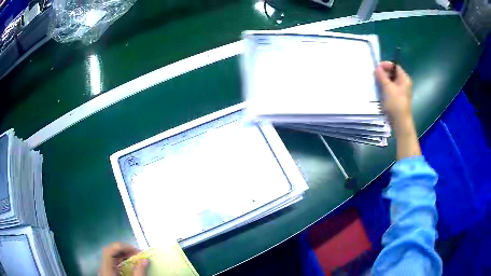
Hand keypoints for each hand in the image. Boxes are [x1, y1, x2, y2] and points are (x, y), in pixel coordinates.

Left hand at [100, 242, 147, 275]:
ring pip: (110, 257)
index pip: (109, 250)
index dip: (122, 247)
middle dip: (124, 250)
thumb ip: (139, 272)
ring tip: (135, 258)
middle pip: (110, 252)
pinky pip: (112, 263)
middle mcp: (103, 268)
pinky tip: (129, 265)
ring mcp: (104, 271)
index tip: (136, 251)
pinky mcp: (107, 274)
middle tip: (137, 254)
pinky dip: (121, 261)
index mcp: (106, 269)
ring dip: (123, 255)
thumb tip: (145, 260)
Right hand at [375, 61, 412, 127]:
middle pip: (393, 73)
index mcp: (404, 79)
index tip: (377, 67)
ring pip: (391, 81)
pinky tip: (379, 90)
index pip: (395, 67)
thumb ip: (382, 76)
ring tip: (375, 82)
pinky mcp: (397, 98)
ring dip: (383, 80)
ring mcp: (400, 91)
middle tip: (375, 75)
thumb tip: (377, 68)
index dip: (386, 65)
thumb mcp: (388, 87)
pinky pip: (390, 89)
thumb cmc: (396, 103)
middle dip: (383, 73)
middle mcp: (404, 84)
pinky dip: (384, 87)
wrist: (400, 122)